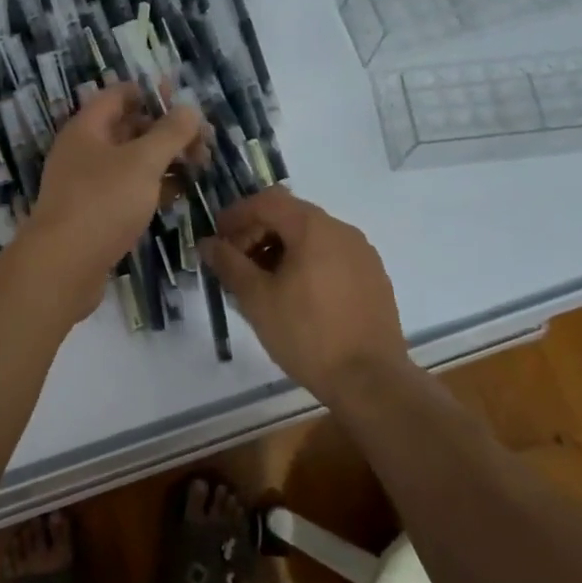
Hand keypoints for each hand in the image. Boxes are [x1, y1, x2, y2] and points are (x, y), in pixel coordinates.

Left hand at [21, 85, 204, 322]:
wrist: (63, 267)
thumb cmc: (103, 202)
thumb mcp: (143, 162)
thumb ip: (170, 133)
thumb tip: (190, 108)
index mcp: (87, 129)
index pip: (119, 95)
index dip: (151, 93)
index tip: (184, 101)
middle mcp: (83, 151)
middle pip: (128, 128)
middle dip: (165, 130)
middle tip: (202, 140)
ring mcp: (87, 185)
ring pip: (131, 162)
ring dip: (163, 160)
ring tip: (199, 166)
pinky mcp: (94, 215)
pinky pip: (127, 190)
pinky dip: (152, 187)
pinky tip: (178, 194)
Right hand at [201, 187, 407, 400]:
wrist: (370, 380)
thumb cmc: (307, 334)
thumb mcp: (257, 299)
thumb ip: (229, 264)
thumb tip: (208, 244)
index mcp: (314, 227)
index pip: (267, 202)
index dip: (236, 214)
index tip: (217, 238)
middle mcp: (342, 230)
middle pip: (290, 215)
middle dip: (257, 233)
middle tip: (235, 263)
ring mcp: (363, 253)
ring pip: (312, 237)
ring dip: (281, 249)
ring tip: (262, 282)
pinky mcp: (374, 277)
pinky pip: (332, 256)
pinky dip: (306, 263)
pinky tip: (295, 295)